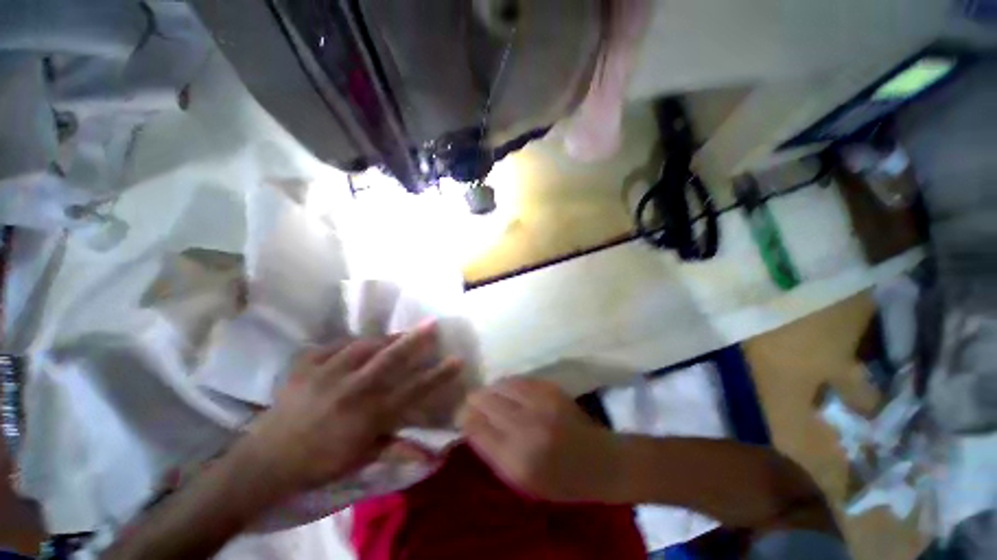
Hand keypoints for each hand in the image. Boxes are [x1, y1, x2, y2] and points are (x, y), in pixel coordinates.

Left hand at [243, 324, 462, 492]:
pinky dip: (349, 344)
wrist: (265, 461)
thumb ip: (398, 450)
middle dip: (416, 339)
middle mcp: (351, 390)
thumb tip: (433, 456)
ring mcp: (326, 374)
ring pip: (364, 346)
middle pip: (391, 358)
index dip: (438, 374)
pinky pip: (334, 346)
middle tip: (433, 323)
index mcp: (368, 415)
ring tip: (398, 335)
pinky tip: (355, 346)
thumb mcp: (362, 459)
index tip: (458, 359)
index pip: (413, 390)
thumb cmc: (320, 463)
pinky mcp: (305, 365)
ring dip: (385, 338)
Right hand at [460, 378, 624, 502]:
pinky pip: (516, 379)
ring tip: (489, 396)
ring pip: (499, 384)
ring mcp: (540, 402)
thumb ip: (492, 451)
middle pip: (484, 400)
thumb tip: (470, 422)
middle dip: (473, 400)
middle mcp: (526, 425)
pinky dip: (506, 384)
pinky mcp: (549, 387)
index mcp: (516, 458)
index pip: (475, 426)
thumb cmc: (559, 480)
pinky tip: (507, 391)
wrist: (599, 460)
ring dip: (490, 390)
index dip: (463, 417)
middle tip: (472, 404)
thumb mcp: (521, 481)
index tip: (461, 416)